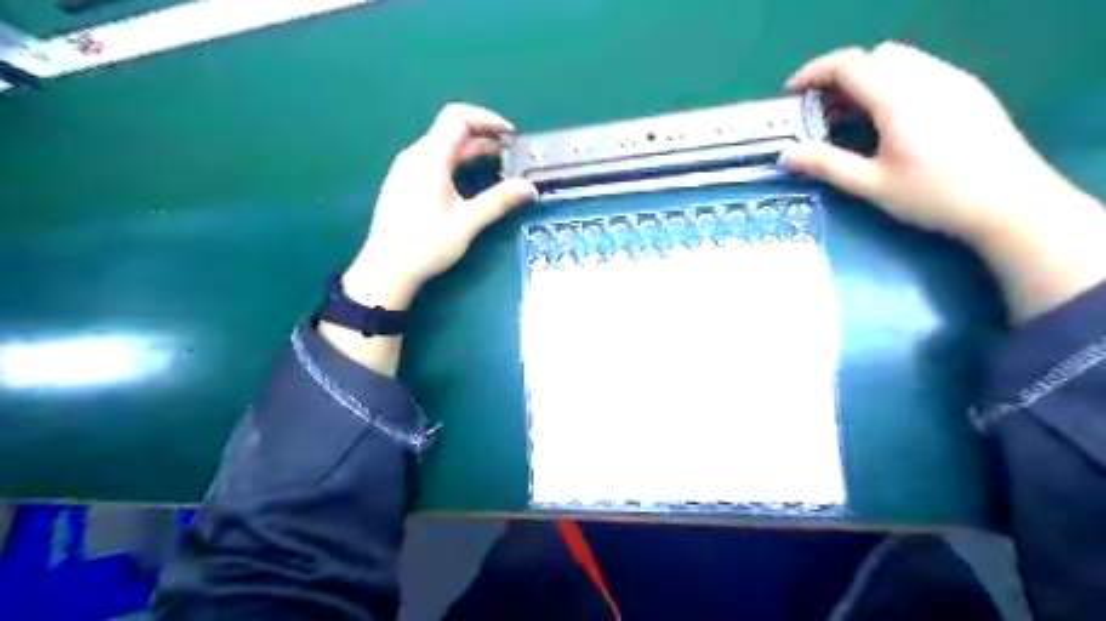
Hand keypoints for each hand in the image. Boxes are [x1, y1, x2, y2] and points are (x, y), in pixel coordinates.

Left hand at [344, 105, 536, 313]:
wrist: (386, 269)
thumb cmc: (426, 245)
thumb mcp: (467, 224)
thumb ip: (498, 201)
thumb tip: (530, 188)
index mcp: (429, 159)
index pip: (457, 118)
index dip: (487, 119)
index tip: (510, 135)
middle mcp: (415, 155)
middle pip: (451, 131)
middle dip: (484, 138)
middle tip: (511, 155)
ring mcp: (406, 168)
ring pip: (443, 146)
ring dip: (471, 151)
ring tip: (498, 167)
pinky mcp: (404, 182)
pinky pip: (434, 160)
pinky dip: (457, 161)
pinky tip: (470, 181)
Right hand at [781, 42, 1104, 318]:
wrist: (1011, 202)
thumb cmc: (934, 196)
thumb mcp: (872, 185)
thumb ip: (827, 165)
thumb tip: (786, 154)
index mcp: (899, 98)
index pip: (850, 64)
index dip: (814, 72)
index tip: (792, 92)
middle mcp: (928, 77)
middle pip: (875, 56)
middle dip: (841, 76)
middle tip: (823, 110)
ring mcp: (954, 80)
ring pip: (902, 59)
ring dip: (869, 78)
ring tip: (854, 116)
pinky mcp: (970, 90)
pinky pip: (923, 69)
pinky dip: (894, 82)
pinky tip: (891, 118)